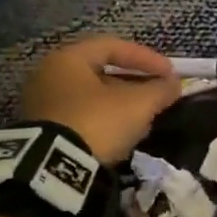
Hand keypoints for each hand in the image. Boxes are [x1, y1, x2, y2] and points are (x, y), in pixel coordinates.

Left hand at [20, 35, 181, 163]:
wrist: (53, 170)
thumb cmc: (96, 122)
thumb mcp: (138, 104)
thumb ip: (160, 90)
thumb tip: (174, 84)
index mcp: (68, 59)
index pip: (114, 47)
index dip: (146, 58)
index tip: (170, 74)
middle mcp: (49, 75)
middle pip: (102, 72)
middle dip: (134, 84)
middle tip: (157, 96)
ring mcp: (42, 105)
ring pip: (92, 98)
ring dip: (121, 105)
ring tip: (145, 120)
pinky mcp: (42, 133)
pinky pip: (80, 118)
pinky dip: (104, 122)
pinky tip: (123, 137)